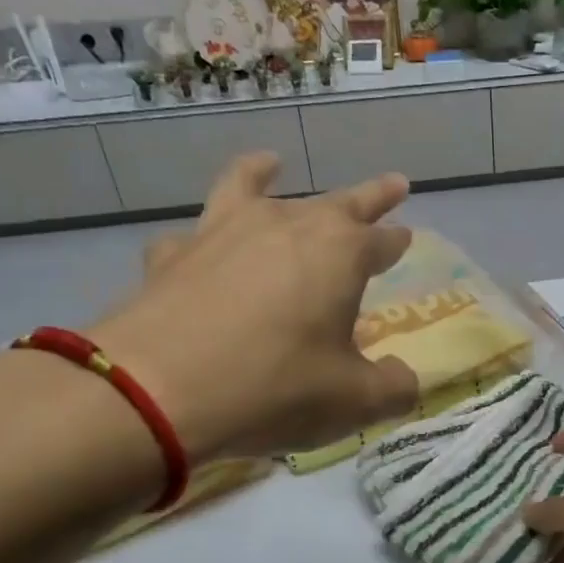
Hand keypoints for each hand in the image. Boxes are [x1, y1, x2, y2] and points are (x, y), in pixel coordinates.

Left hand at [90, 152, 418, 461]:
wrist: (156, 390)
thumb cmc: (274, 387)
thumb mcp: (353, 401)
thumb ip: (392, 388)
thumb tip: (406, 380)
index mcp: (340, 252)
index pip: (382, 240)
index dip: (397, 241)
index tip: (406, 236)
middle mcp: (285, 225)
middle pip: (338, 202)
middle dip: (370, 196)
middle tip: (392, 185)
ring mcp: (223, 232)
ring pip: (251, 187)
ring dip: (266, 173)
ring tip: (271, 161)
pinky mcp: (172, 253)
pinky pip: (195, 233)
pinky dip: (205, 234)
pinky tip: (201, 245)